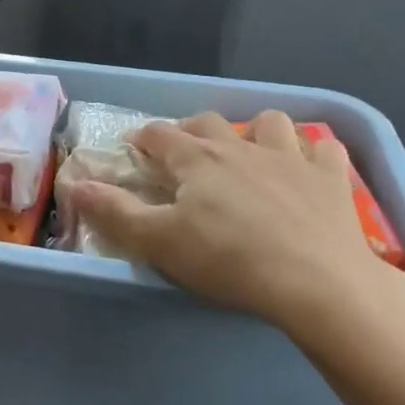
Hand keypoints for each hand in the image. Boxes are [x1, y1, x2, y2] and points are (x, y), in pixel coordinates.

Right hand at [65, 111, 404, 349]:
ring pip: (270, 122)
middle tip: (186, 154)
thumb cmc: (229, 260)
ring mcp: (290, 157)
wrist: (318, 282)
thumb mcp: (159, 242)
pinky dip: (314, 154)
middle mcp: (240, 146)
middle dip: (192, 130)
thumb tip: (73, 185)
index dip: (143, 138)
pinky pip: (325, 148)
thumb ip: (114, 212)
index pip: (160, 134)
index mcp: (196, 159)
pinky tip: (309, 171)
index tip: (135, 149)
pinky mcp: (330, 178)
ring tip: (252, 154)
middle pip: (209, 122)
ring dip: (257, 131)